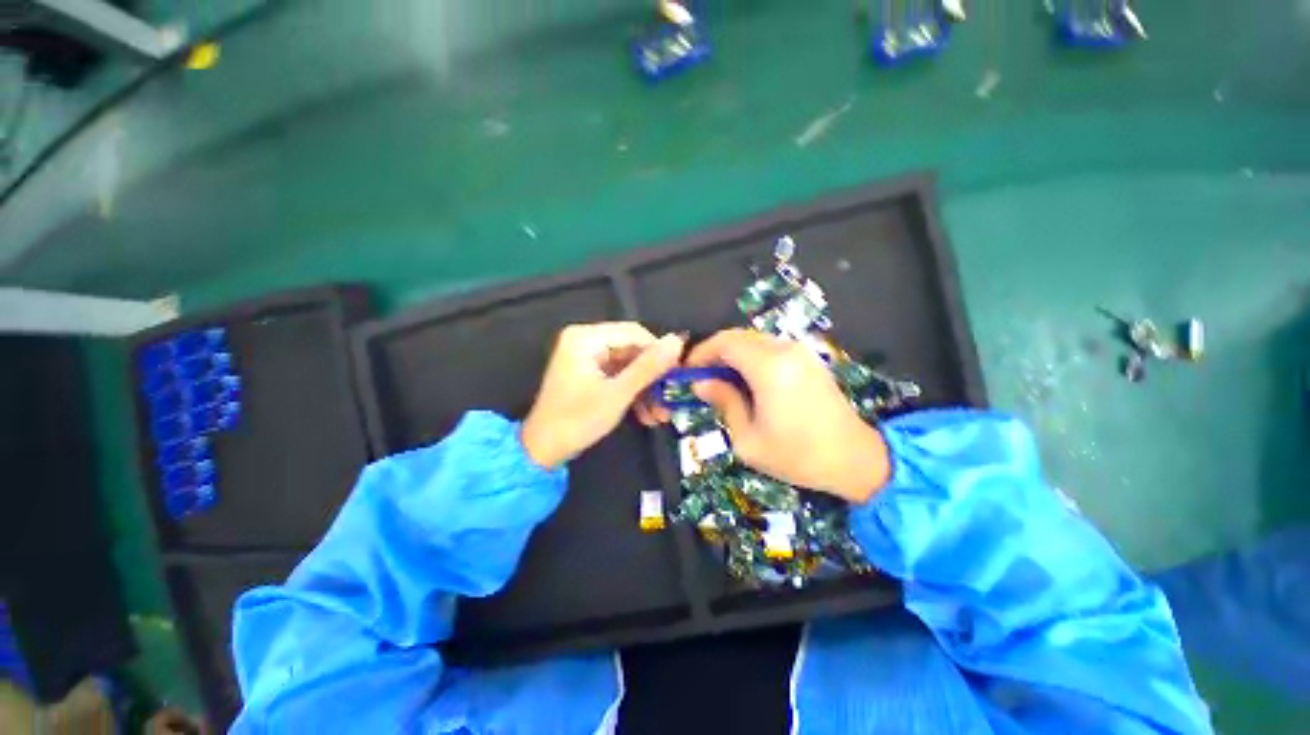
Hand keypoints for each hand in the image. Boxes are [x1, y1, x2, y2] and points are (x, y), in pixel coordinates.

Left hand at [522, 323, 683, 468]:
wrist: (543, 451)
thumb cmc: (577, 420)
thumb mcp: (618, 393)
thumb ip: (648, 367)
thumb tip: (677, 341)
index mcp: (586, 337)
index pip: (635, 333)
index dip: (659, 352)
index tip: (677, 376)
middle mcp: (586, 341)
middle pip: (632, 351)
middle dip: (652, 379)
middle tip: (670, 401)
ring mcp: (587, 358)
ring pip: (628, 367)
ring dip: (645, 390)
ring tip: (660, 416)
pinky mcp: (589, 374)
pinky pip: (618, 377)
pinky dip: (632, 394)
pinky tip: (646, 416)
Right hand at [686, 329, 889, 502]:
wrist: (855, 459)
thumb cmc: (797, 456)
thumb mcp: (748, 439)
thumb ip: (724, 403)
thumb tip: (701, 383)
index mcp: (769, 368)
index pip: (725, 343)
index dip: (701, 353)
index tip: (687, 371)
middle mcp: (785, 350)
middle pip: (738, 337)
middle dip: (714, 353)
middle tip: (701, 377)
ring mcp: (800, 352)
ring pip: (753, 341)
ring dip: (732, 355)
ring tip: (721, 382)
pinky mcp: (808, 359)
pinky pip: (770, 348)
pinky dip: (751, 358)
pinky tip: (746, 382)